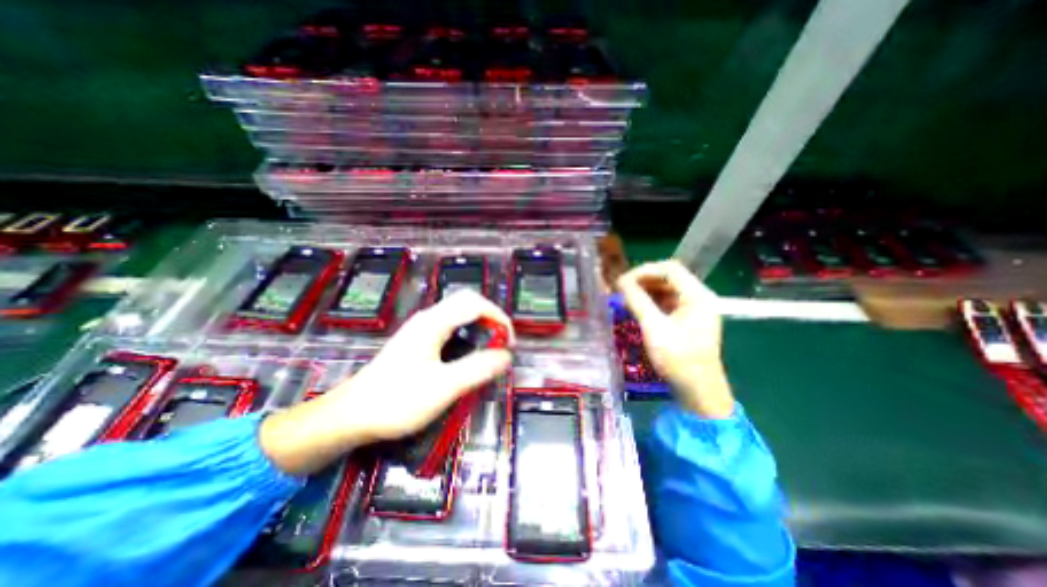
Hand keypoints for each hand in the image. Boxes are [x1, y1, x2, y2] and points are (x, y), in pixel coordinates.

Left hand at [262, 289, 513, 477]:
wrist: (350, 416)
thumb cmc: (397, 401)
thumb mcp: (444, 387)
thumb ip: (478, 368)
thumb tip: (506, 356)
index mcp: (434, 322)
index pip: (475, 303)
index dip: (498, 317)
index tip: (509, 343)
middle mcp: (428, 318)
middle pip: (468, 303)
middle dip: (491, 318)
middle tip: (502, 343)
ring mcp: (421, 329)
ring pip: (459, 314)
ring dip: (480, 326)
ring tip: (491, 348)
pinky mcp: (418, 341)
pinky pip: (451, 327)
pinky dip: (468, 334)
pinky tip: (469, 353)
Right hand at [615, 258, 728, 417]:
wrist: (698, 392)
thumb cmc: (679, 360)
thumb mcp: (654, 328)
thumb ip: (637, 301)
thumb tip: (620, 282)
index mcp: (698, 296)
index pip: (669, 269)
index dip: (643, 271)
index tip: (622, 281)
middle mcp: (698, 298)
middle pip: (667, 277)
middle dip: (642, 280)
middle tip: (620, 289)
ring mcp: (693, 309)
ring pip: (665, 290)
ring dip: (644, 291)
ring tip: (624, 297)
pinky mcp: (686, 320)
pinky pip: (665, 303)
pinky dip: (649, 302)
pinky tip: (635, 308)